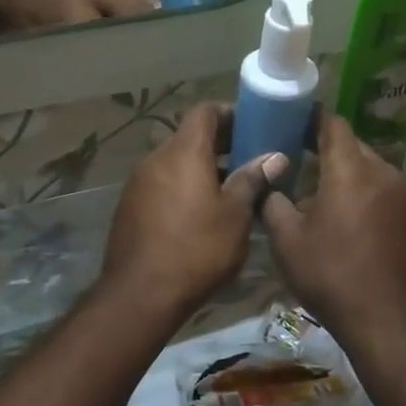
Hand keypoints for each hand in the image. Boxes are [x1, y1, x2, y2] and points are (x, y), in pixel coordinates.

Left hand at [100, 104, 287, 319]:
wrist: (140, 294)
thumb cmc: (197, 249)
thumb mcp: (235, 215)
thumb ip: (253, 179)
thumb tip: (275, 156)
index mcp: (184, 152)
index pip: (204, 111)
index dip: (230, 113)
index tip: (253, 126)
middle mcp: (156, 158)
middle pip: (189, 135)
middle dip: (220, 143)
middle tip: (250, 159)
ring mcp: (139, 182)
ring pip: (175, 161)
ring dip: (202, 166)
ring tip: (230, 188)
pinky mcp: (130, 205)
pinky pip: (162, 182)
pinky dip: (183, 185)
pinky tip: (201, 212)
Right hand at [262, 115, 405, 343]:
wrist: (388, 321)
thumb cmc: (331, 274)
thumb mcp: (287, 239)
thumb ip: (273, 201)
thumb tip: (268, 182)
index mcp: (351, 169)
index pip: (332, 124)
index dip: (310, 116)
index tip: (289, 117)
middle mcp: (382, 172)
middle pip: (350, 144)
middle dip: (323, 144)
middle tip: (293, 152)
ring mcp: (401, 194)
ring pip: (366, 167)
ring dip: (342, 169)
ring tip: (313, 183)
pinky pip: (379, 188)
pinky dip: (358, 189)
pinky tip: (340, 210)